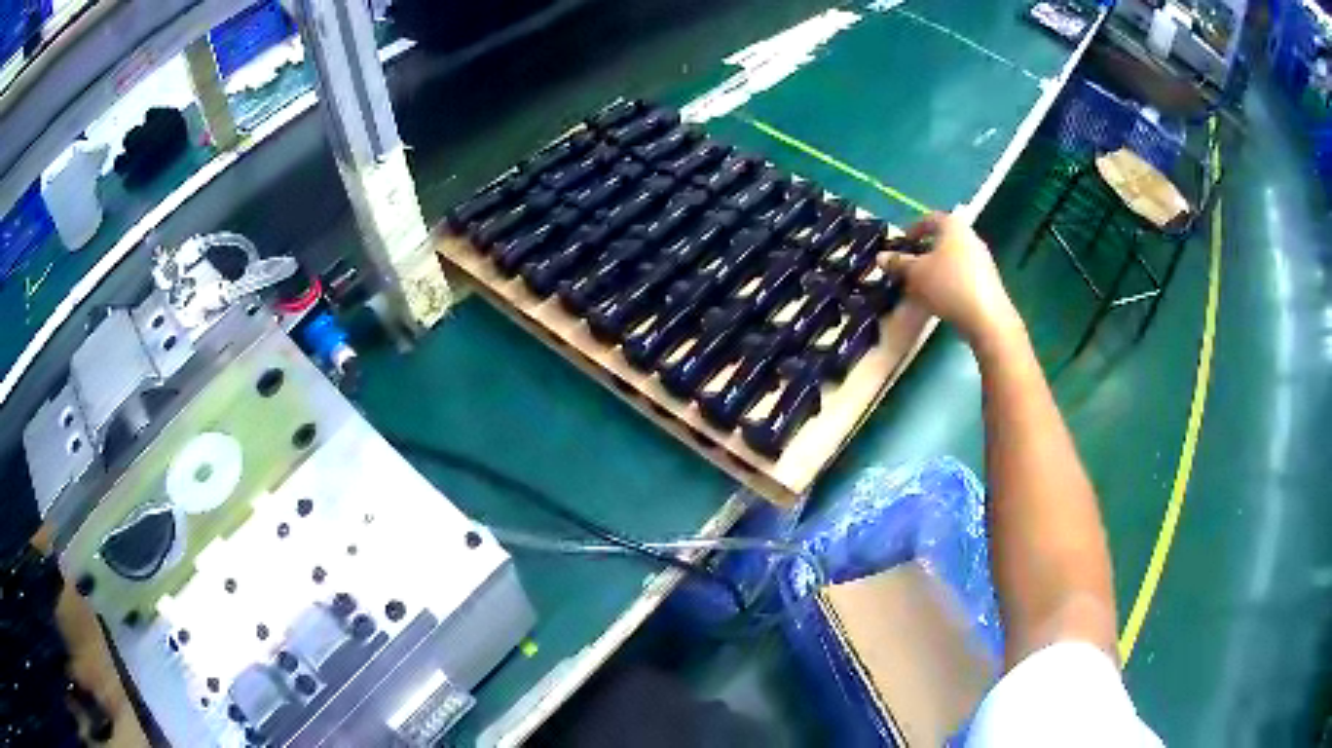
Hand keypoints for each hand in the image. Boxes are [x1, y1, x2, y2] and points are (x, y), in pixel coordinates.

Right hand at [878, 212, 1022, 345]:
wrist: (986, 318)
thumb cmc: (948, 285)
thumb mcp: (915, 274)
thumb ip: (898, 263)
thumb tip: (881, 257)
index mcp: (953, 225)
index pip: (929, 219)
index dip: (912, 230)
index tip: (901, 244)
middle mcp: (970, 236)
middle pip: (942, 239)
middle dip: (923, 252)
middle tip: (907, 267)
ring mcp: (982, 259)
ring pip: (952, 258)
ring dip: (935, 268)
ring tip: (920, 286)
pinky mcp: (988, 281)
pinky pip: (962, 274)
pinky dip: (948, 281)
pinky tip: (939, 298)